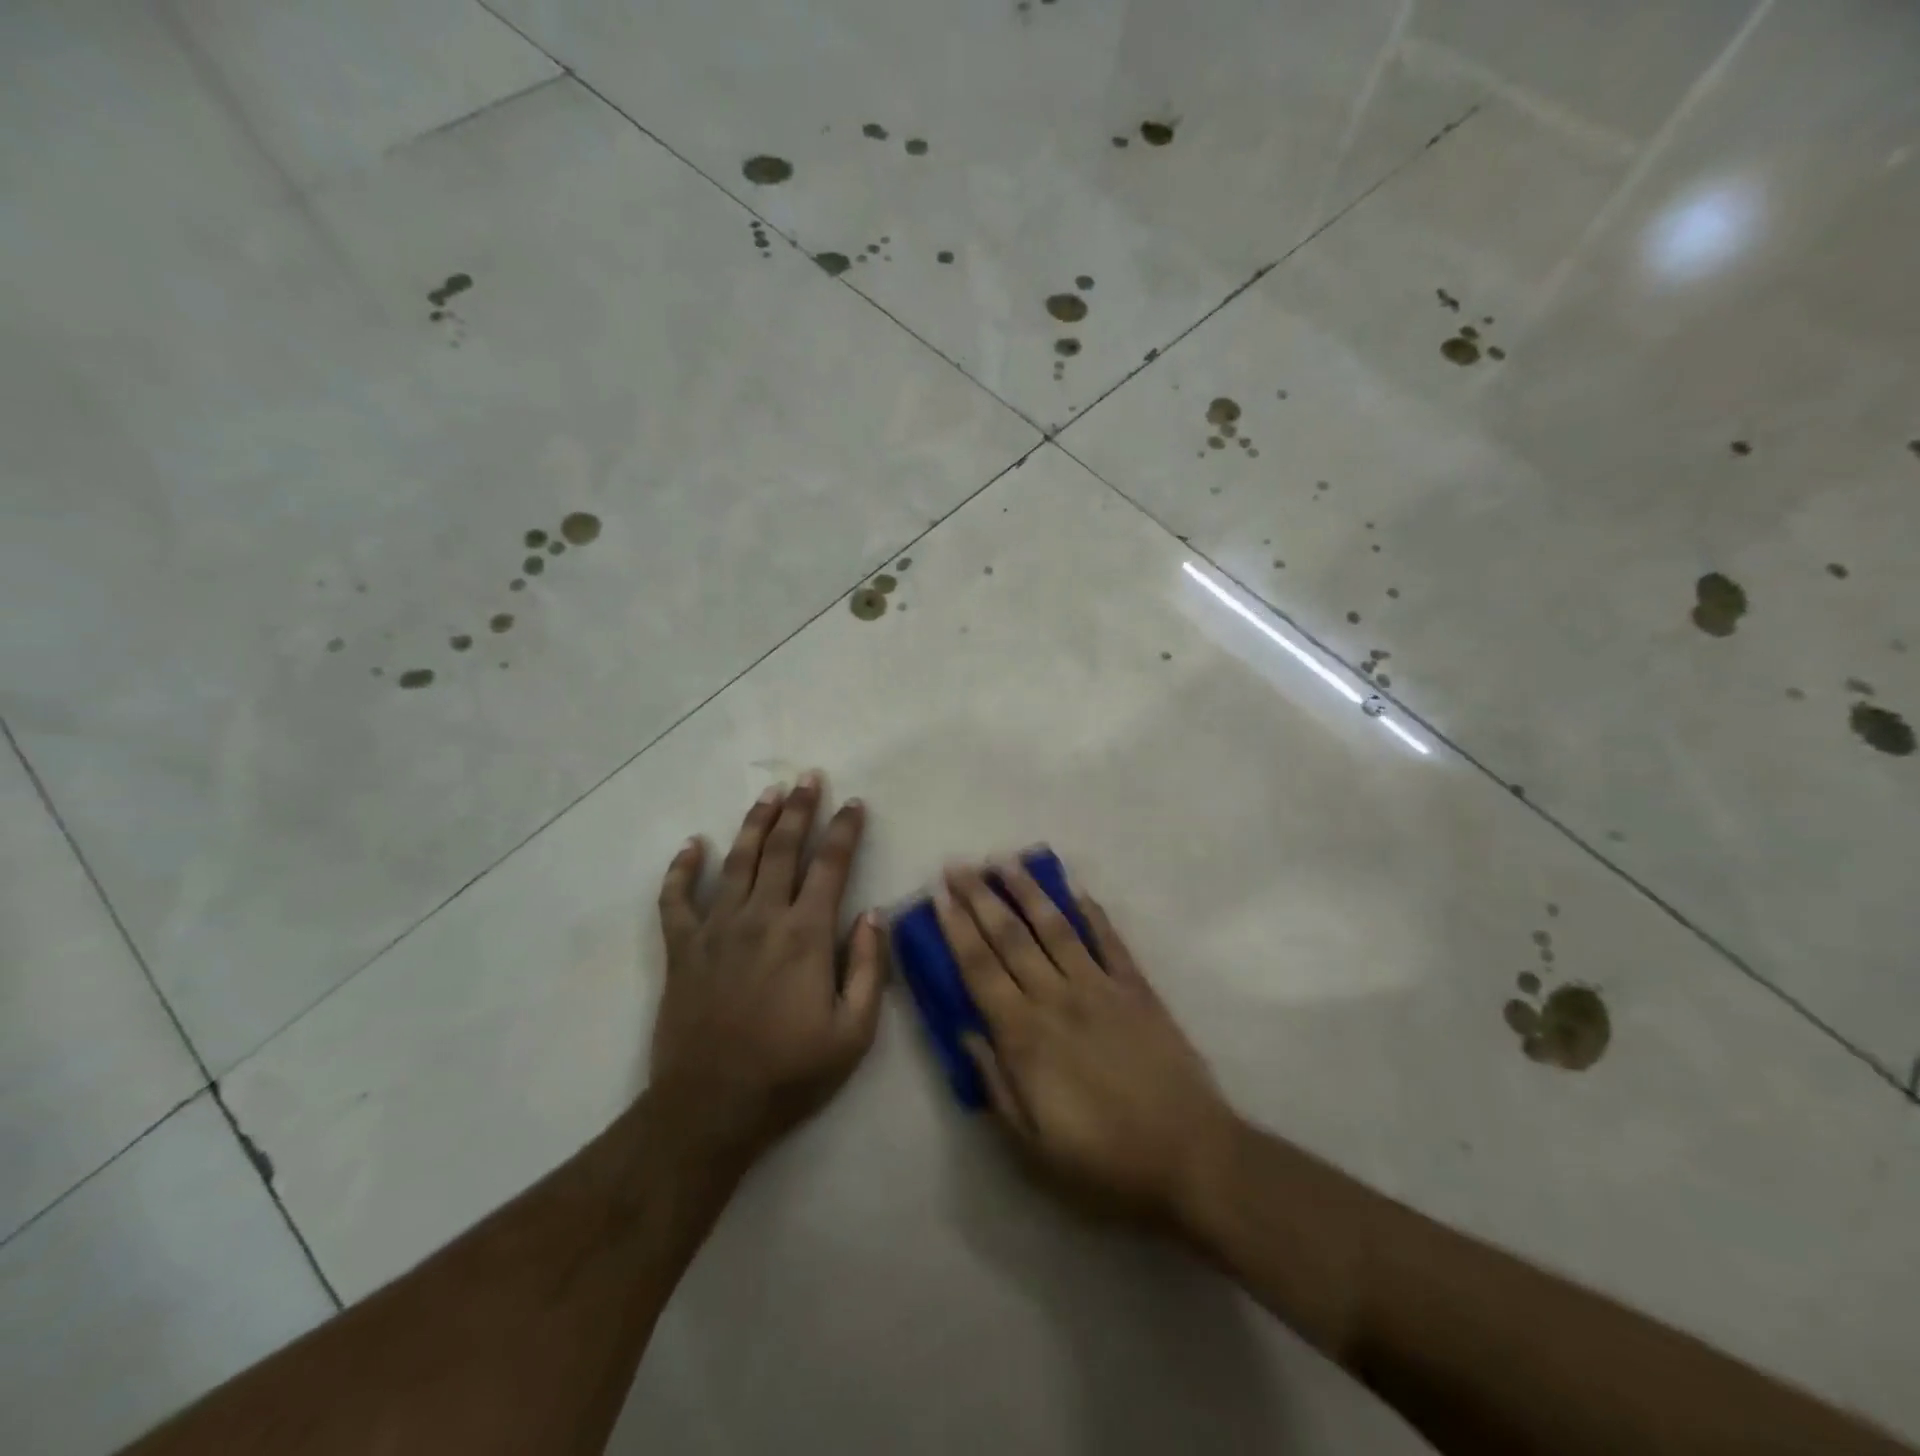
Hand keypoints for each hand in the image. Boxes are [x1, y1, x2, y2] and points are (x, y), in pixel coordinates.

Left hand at [649, 773, 885, 1170]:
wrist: (710, 1108)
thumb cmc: (790, 1073)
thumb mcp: (854, 1033)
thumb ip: (869, 968)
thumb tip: (873, 914)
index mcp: (806, 935)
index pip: (830, 866)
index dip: (844, 831)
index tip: (854, 804)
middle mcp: (761, 918)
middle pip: (783, 849)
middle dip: (800, 810)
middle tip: (809, 778)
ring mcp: (716, 929)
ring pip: (737, 861)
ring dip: (754, 823)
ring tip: (769, 794)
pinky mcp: (682, 949)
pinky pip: (676, 899)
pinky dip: (681, 870)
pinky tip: (691, 845)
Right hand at [937, 861, 1236, 1228]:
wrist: (1191, 1157)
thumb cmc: (1105, 1163)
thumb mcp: (1032, 1148)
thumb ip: (995, 1085)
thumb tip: (965, 1034)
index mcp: (1025, 1036)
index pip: (980, 969)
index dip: (956, 929)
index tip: (939, 896)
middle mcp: (1056, 998)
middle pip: (1010, 937)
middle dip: (980, 897)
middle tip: (959, 865)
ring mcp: (1100, 987)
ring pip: (1056, 927)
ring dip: (1028, 891)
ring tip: (1006, 861)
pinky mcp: (1137, 988)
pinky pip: (1110, 940)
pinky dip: (1092, 912)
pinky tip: (1076, 889)